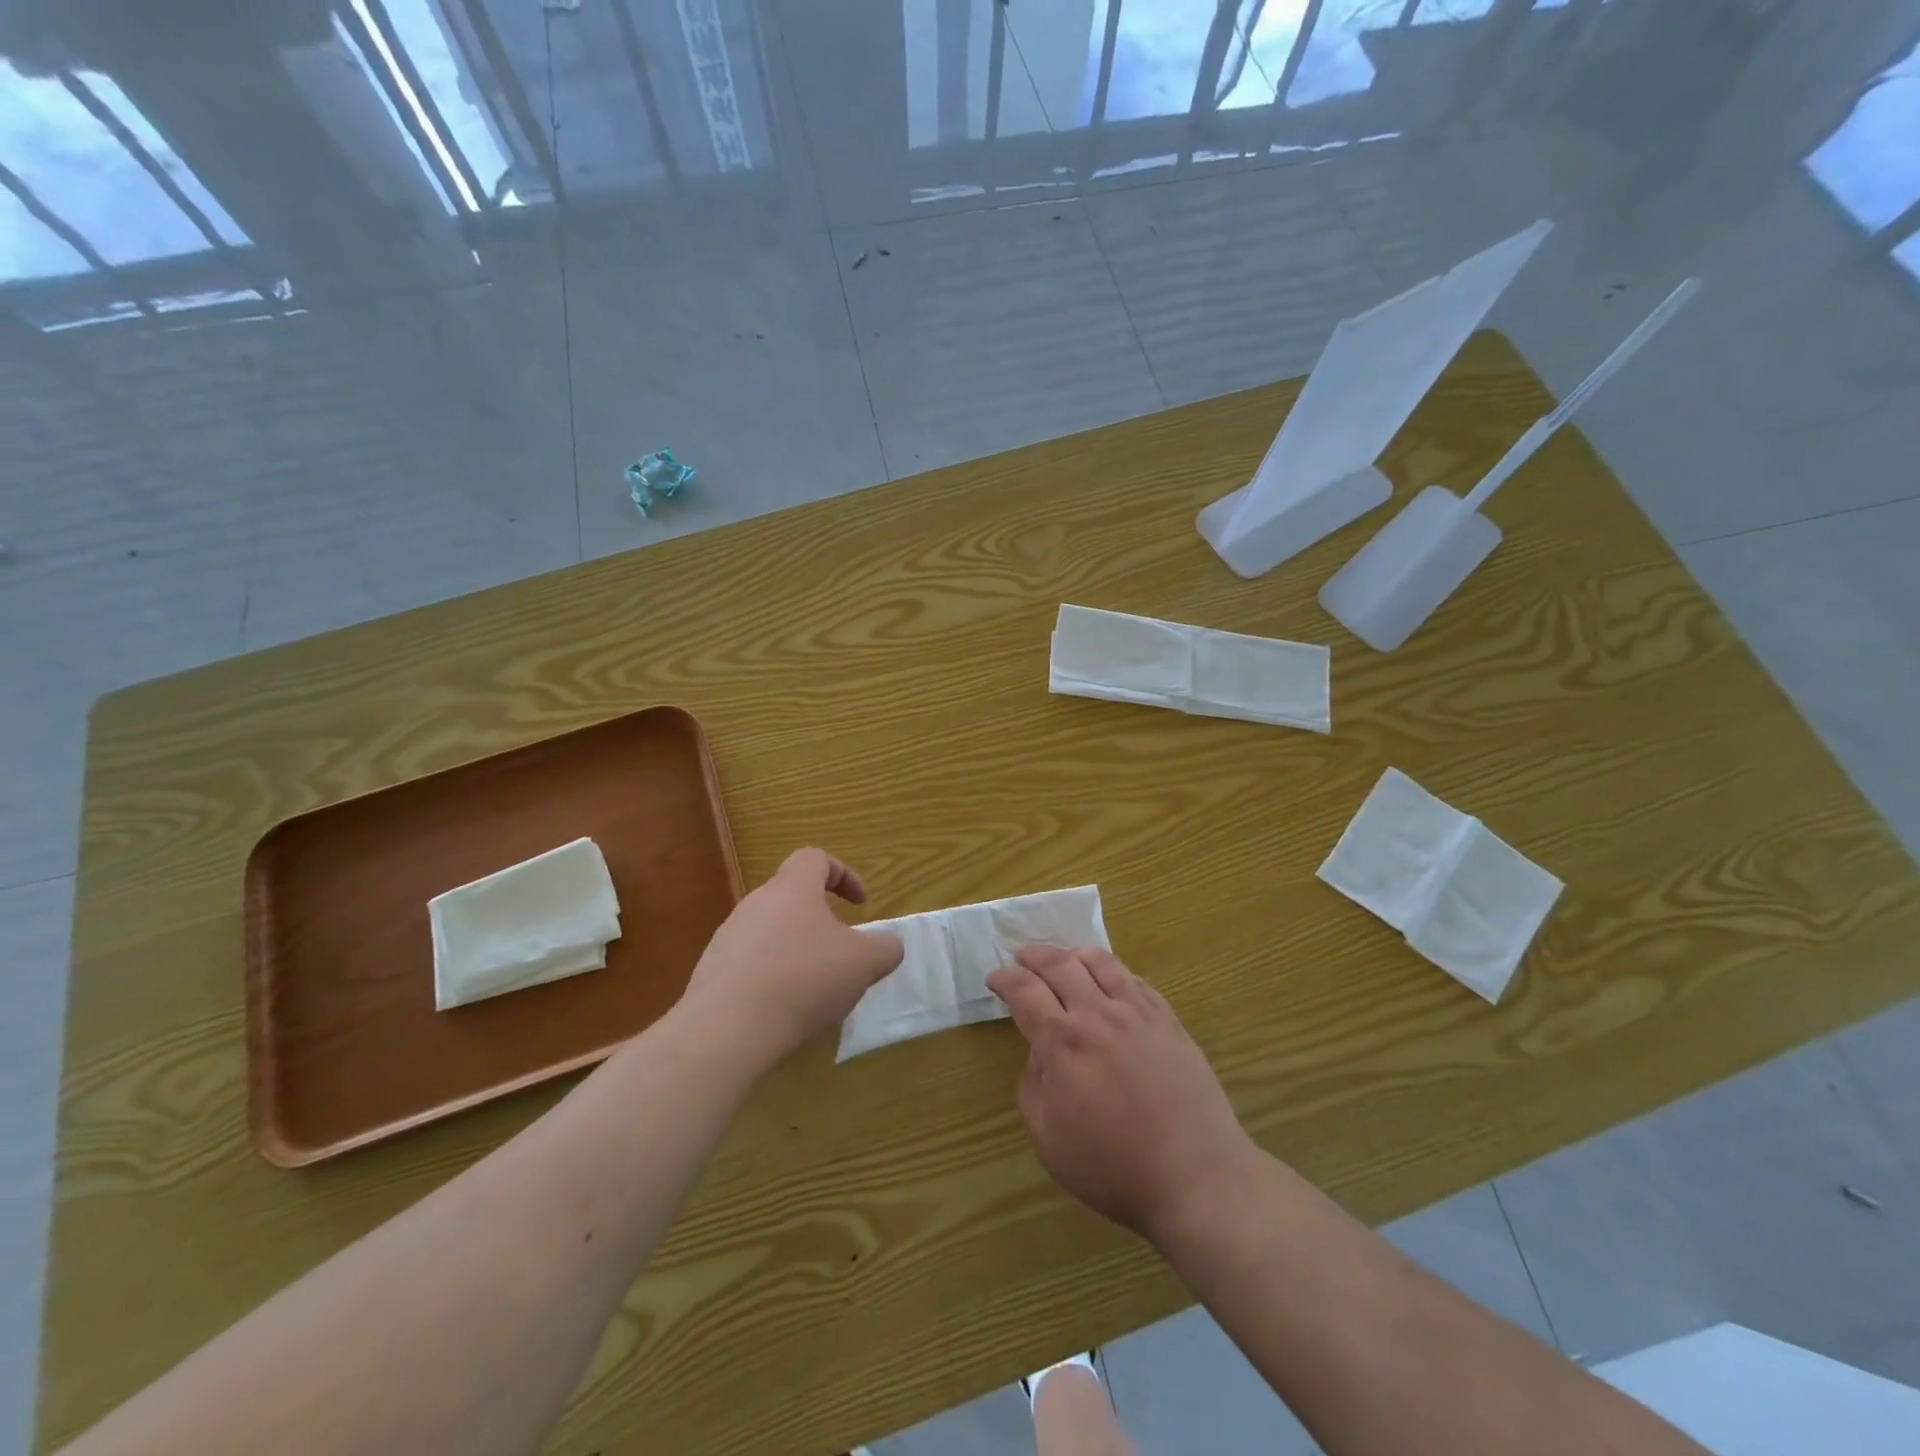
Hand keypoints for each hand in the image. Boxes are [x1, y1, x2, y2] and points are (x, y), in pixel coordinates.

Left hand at [681, 849, 903, 1066]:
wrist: (726, 1030)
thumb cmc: (803, 980)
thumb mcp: (864, 963)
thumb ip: (885, 947)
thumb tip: (887, 945)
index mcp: (791, 889)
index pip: (815, 859)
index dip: (843, 875)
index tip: (860, 905)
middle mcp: (755, 904)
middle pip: (792, 898)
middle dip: (821, 922)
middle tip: (840, 954)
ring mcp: (728, 937)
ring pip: (771, 932)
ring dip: (796, 951)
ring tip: (814, 989)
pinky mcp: (712, 972)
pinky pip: (750, 964)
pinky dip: (772, 978)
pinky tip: (783, 1011)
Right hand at [987, 946, 1258, 1245]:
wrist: (1195, 1176)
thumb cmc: (1113, 1167)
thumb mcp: (1049, 1140)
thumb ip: (1032, 1088)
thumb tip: (1039, 1055)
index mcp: (1062, 1041)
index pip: (1024, 991)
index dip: (1004, 979)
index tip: (995, 978)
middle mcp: (1097, 1014)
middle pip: (1059, 964)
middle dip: (1034, 956)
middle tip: (1022, 958)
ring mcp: (1137, 1013)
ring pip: (1100, 962)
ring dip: (1074, 954)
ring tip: (1065, 960)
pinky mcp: (1168, 1020)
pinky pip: (1135, 980)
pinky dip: (1113, 972)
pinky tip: (1110, 982)